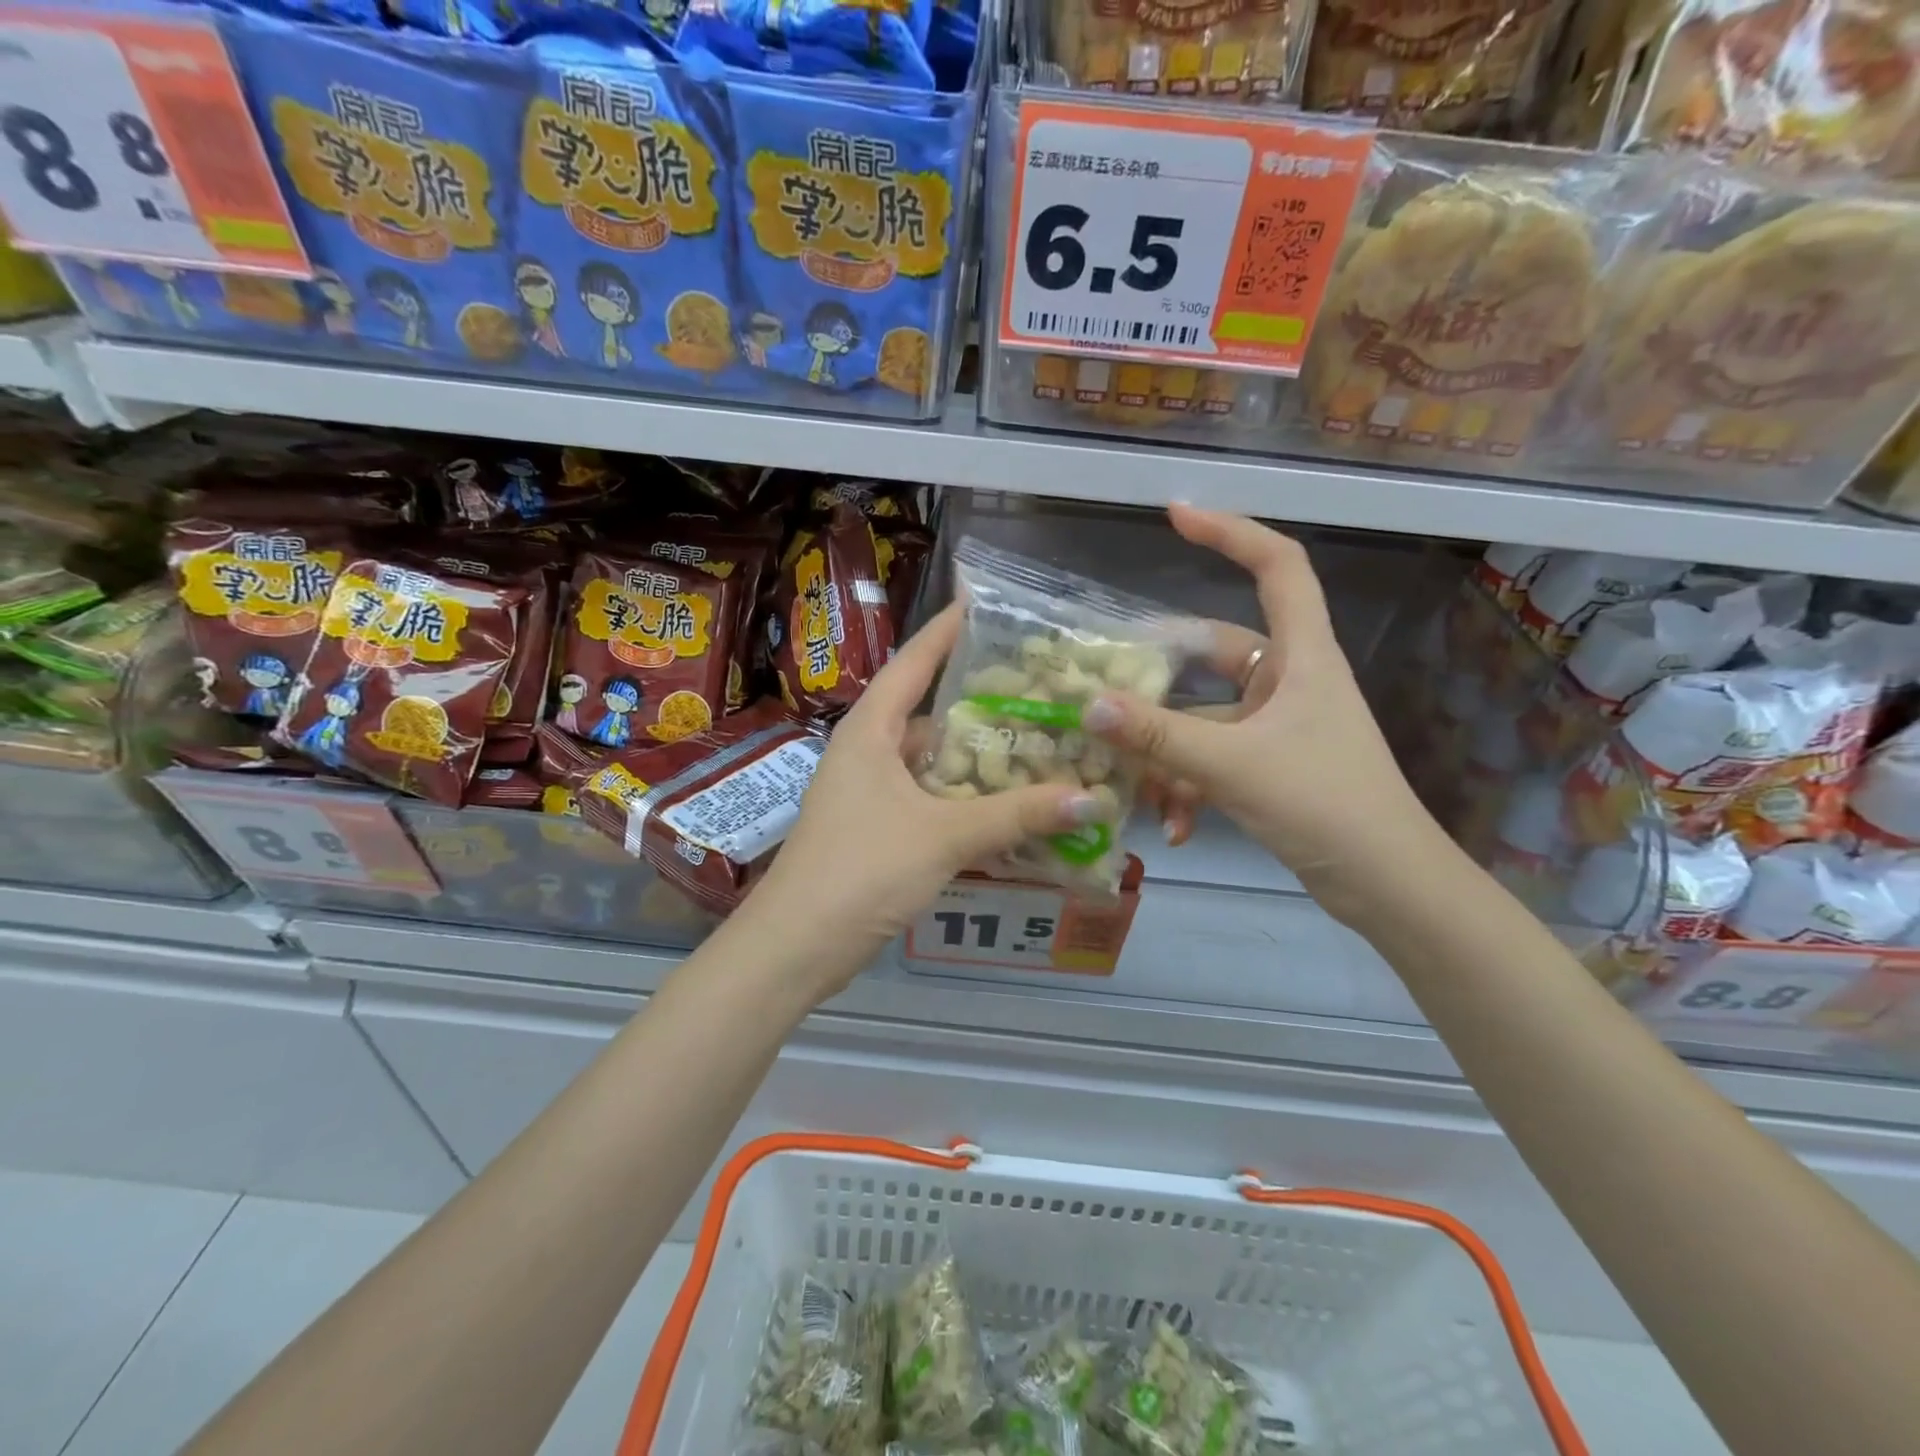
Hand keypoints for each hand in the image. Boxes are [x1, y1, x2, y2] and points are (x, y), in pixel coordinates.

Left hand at [740, 604, 1113, 998]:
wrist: (797, 945)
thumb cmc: (862, 869)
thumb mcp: (944, 836)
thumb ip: (1016, 815)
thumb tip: (1091, 799)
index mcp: (869, 731)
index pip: (911, 663)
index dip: (945, 632)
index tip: (981, 604)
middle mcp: (866, 752)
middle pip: (926, 712)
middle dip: (977, 699)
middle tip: (1036, 685)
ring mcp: (868, 793)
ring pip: (930, 761)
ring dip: (975, 756)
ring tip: (1034, 740)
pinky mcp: (876, 830)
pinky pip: (929, 798)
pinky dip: (964, 798)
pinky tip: (1005, 804)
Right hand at [1084, 504, 1449, 926]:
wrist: (1388, 888)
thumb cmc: (1326, 806)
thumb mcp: (1233, 766)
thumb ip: (1158, 737)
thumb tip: (1087, 705)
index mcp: (1302, 657)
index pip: (1277, 566)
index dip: (1230, 531)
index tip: (1175, 515)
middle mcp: (1289, 681)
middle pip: (1216, 651)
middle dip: (1162, 674)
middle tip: (1108, 681)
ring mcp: (1278, 726)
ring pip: (1204, 717)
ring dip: (1168, 752)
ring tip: (1137, 788)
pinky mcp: (1269, 766)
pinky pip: (1212, 759)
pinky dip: (1188, 786)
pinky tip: (1174, 829)